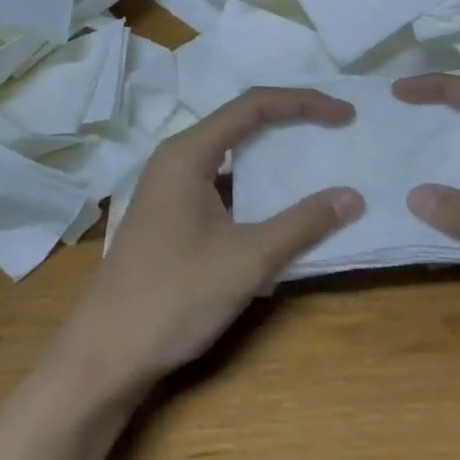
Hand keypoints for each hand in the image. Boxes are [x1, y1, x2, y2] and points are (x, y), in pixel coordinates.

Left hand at [61, 87, 362, 394]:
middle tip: (335, 129)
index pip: (254, 106)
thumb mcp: (247, 260)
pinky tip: (280, 204)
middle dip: (291, 121)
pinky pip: (222, 182)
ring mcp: (170, 187)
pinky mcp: (171, 214)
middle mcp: (176, 158)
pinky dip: (256, 185)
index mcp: (188, 153)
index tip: (344, 116)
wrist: (105, 355)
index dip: (303, 104)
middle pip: (241, 121)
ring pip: (231, 154)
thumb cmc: (174, 297)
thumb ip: (302, 224)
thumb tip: (353, 197)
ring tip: (316, 159)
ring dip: (273, 154)